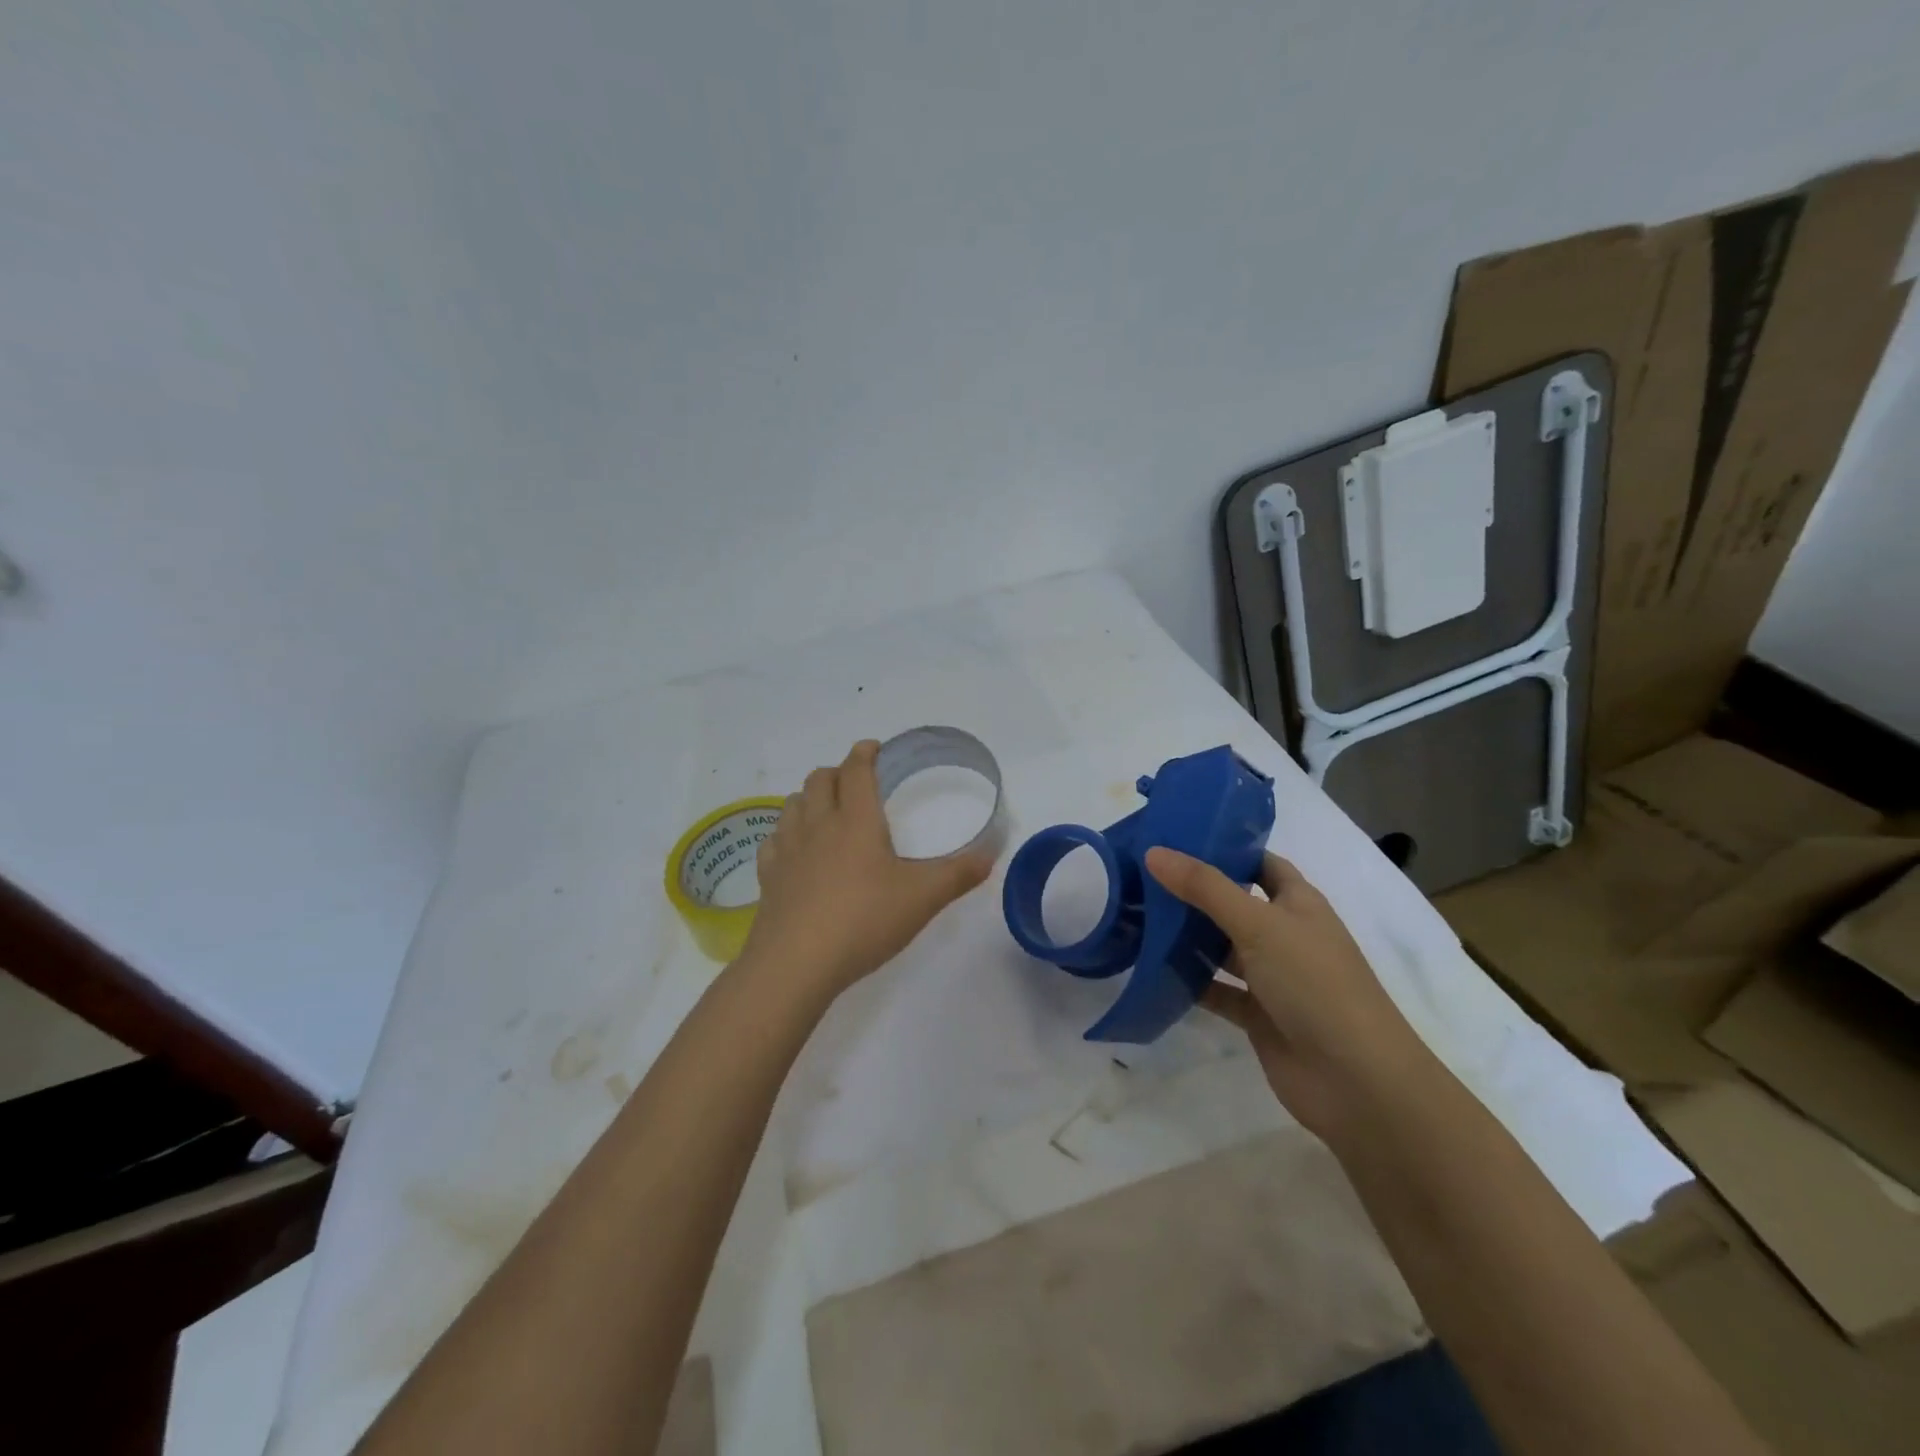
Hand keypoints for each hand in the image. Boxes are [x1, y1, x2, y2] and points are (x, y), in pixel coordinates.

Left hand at [739, 740, 995, 1001]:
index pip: (856, 770)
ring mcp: (788, 850)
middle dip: (837, 771)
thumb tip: (991, 854)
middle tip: (854, 781)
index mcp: (856, 820)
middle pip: (819, 780)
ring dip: (809, 798)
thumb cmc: (864, 920)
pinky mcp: (768, 877)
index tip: (873, 748)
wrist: (796, 963)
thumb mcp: (923, 898)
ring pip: (793, 804)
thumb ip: (959, 874)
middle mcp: (818, 825)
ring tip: (825, 810)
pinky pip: (773, 841)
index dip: (864, 753)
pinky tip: (795, 851)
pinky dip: (786, 834)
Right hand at [1145, 847, 1425, 1137]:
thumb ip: (1204, 888)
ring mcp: (1272, 977)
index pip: (1260, 863)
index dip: (1225, 848)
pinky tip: (1150, 969)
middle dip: (1193, 891)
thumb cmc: (1314, 984)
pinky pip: (1216, 989)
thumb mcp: (1258, 925)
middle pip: (1234, 903)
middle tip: (1141, 874)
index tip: (1176, 836)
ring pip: (1222, 947)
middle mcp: (1286, 935)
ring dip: (1187, 936)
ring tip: (1136, 915)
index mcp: (1299, 903)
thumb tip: (1153, 851)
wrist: (1356, 1080)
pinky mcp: (1258, 1014)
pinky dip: (1189, 981)